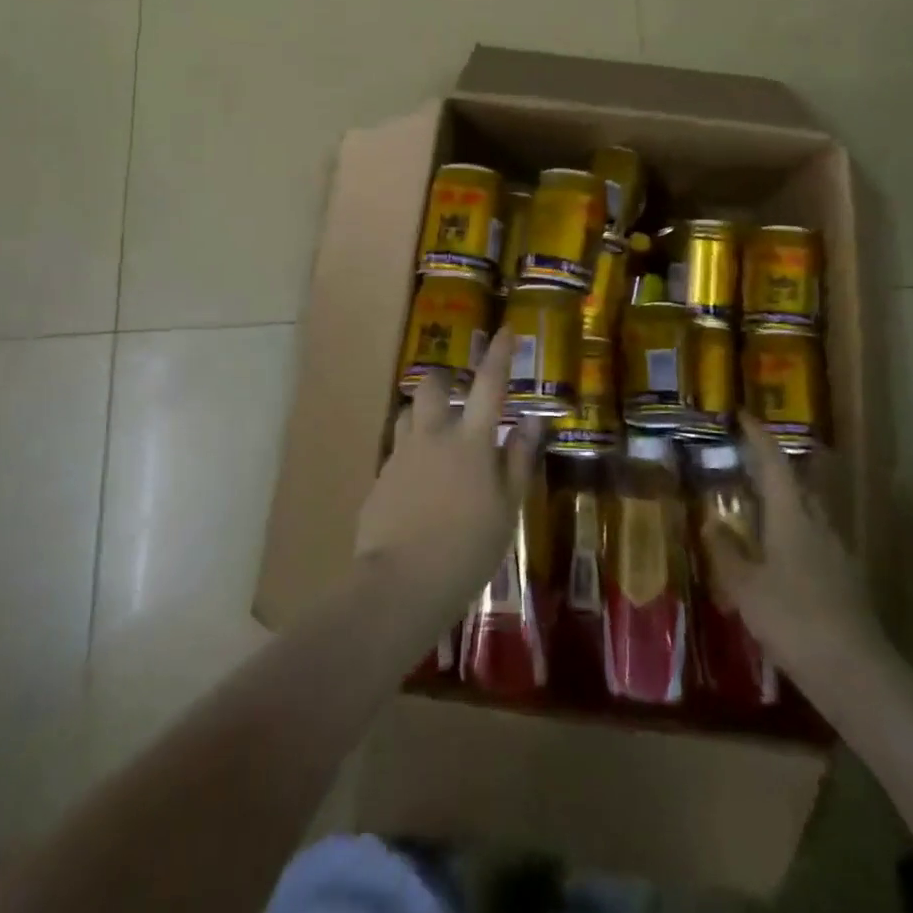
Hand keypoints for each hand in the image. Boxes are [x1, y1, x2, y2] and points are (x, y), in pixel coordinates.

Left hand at [355, 329, 544, 609]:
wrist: (401, 583)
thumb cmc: (468, 549)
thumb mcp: (506, 508)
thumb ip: (518, 460)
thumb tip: (532, 421)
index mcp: (470, 441)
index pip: (489, 385)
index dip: (500, 355)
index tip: (506, 330)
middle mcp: (432, 435)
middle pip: (432, 384)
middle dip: (444, 377)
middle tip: (457, 391)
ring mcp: (401, 454)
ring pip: (408, 412)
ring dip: (423, 413)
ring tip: (438, 436)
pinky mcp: (381, 477)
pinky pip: (397, 448)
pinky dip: (411, 451)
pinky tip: (420, 482)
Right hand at [703, 413, 891, 697]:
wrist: (857, 675)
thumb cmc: (794, 620)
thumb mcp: (746, 588)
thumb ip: (727, 553)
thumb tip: (712, 523)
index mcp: (792, 516)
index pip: (774, 463)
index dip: (758, 437)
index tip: (742, 415)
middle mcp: (818, 525)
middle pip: (797, 484)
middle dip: (773, 468)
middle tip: (744, 462)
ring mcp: (836, 553)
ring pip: (807, 513)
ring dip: (784, 502)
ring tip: (756, 508)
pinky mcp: (845, 581)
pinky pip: (814, 540)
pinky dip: (793, 534)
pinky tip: (778, 557)